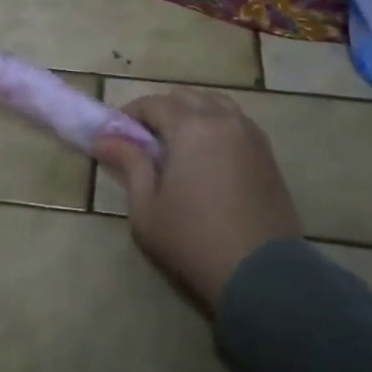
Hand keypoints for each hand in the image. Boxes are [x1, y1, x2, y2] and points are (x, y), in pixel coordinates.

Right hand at [93, 88, 302, 312]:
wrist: (262, 274)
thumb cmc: (193, 240)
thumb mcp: (146, 208)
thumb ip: (128, 164)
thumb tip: (104, 139)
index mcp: (190, 126)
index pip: (153, 104)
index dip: (130, 115)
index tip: (116, 135)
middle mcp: (223, 119)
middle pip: (185, 97)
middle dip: (161, 111)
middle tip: (145, 141)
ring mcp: (250, 134)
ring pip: (215, 103)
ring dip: (192, 113)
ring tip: (178, 144)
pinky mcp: (267, 153)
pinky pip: (236, 122)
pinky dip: (216, 125)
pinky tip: (207, 154)